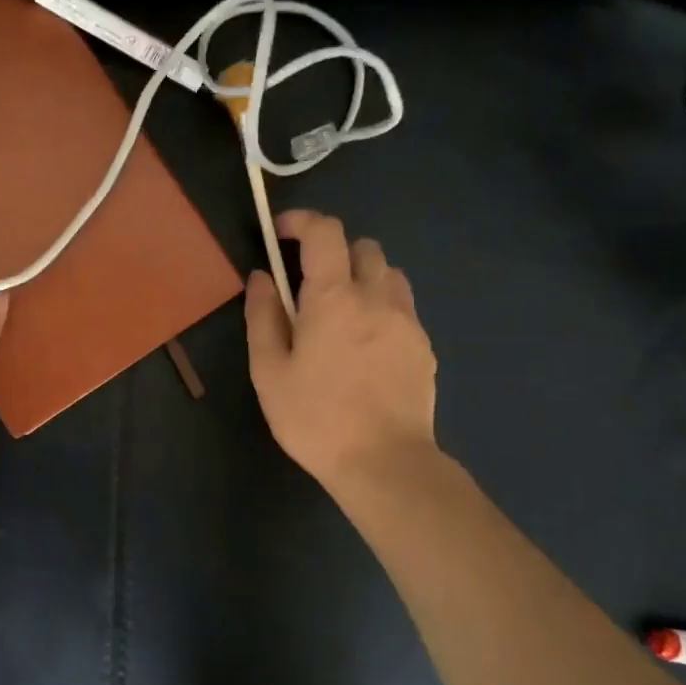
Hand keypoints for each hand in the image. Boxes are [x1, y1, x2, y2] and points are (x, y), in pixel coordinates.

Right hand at [245, 210, 437, 493]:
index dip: (302, 221)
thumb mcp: (269, 371)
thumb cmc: (314, 418)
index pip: (325, 232)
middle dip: (334, 252)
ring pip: (389, 274)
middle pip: (363, 246)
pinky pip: (403, 307)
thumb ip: (263, 317)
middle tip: (310, 286)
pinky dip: (381, 308)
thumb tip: (261, 277)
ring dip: (362, 278)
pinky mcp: (424, 346)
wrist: (384, 462)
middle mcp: (376, 297)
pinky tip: (366, 346)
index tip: (281, 234)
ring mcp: (407, 321)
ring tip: (342, 313)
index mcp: (333, 298)